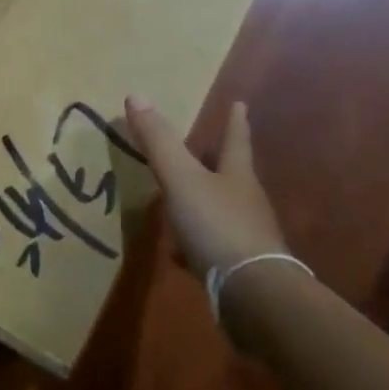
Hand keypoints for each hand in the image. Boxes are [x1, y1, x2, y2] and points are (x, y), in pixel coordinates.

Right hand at [124, 96, 287, 277]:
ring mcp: (245, 237)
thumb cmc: (217, 225)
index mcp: (237, 175)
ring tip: (182, 200)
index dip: (235, 121)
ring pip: (221, 211)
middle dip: (218, 161)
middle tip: (207, 147)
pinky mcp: (238, 269)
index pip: (236, 139)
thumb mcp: (182, 178)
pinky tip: (177, 254)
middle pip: (231, 175)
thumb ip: (159, 142)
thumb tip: (136, 95)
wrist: (252, 294)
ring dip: (203, 202)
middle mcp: (246, 202)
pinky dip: (195, 245)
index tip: (240, 103)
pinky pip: (212, 248)